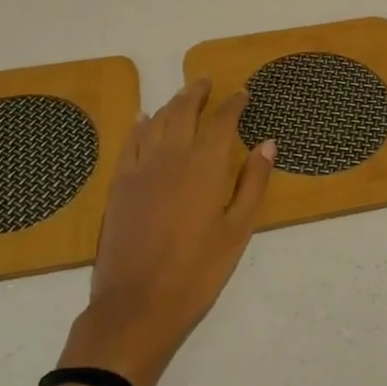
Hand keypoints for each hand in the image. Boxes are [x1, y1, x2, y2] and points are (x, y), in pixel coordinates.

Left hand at [60, 79, 274, 385]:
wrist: (136, 306)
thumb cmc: (197, 272)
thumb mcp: (237, 231)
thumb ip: (253, 183)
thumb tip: (267, 143)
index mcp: (205, 165)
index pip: (222, 121)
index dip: (233, 103)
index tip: (242, 92)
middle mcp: (171, 156)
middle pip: (184, 111)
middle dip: (197, 92)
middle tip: (206, 80)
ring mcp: (140, 168)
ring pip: (157, 121)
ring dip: (172, 103)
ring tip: (182, 95)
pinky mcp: (119, 184)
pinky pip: (130, 142)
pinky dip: (140, 125)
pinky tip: (144, 120)